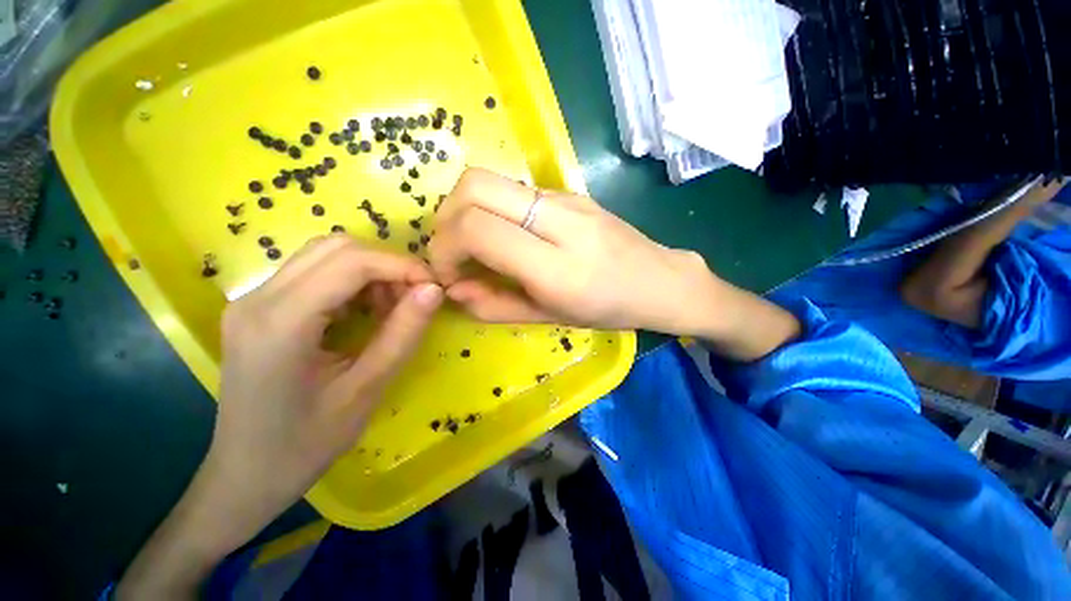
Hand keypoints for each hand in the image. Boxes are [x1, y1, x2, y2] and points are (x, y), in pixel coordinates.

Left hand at [117, 236, 442, 599]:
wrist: (246, 475)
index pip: (351, 262)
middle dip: (386, 265)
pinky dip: (352, 283)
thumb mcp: (367, 390)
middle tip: (413, 298)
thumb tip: (435, 290)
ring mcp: (254, 300)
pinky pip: (315, 274)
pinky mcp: (260, 308)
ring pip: (326, 255)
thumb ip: (403, 334)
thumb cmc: (305, 444)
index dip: (401, 266)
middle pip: (336, 248)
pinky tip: (365, 313)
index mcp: (279, 322)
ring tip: (391, 308)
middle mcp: (258, 298)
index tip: (435, 286)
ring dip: (370, 272)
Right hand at [429, 168, 709, 332]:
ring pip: (489, 179)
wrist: (659, 280)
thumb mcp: (550, 318)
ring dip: (464, 210)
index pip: (478, 229)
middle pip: (475, 185)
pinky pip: (512, 189)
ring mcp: (566, 198)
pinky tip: (503, 236)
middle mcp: (560, 220)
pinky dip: (490, 208)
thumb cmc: (608, 309)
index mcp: (557, 266)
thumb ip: (496, 306)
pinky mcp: (568, 191)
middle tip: (452, 252)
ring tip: (472, 245)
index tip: (447, 273)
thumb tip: (453, 290)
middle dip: (446, 218)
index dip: (445, 248)